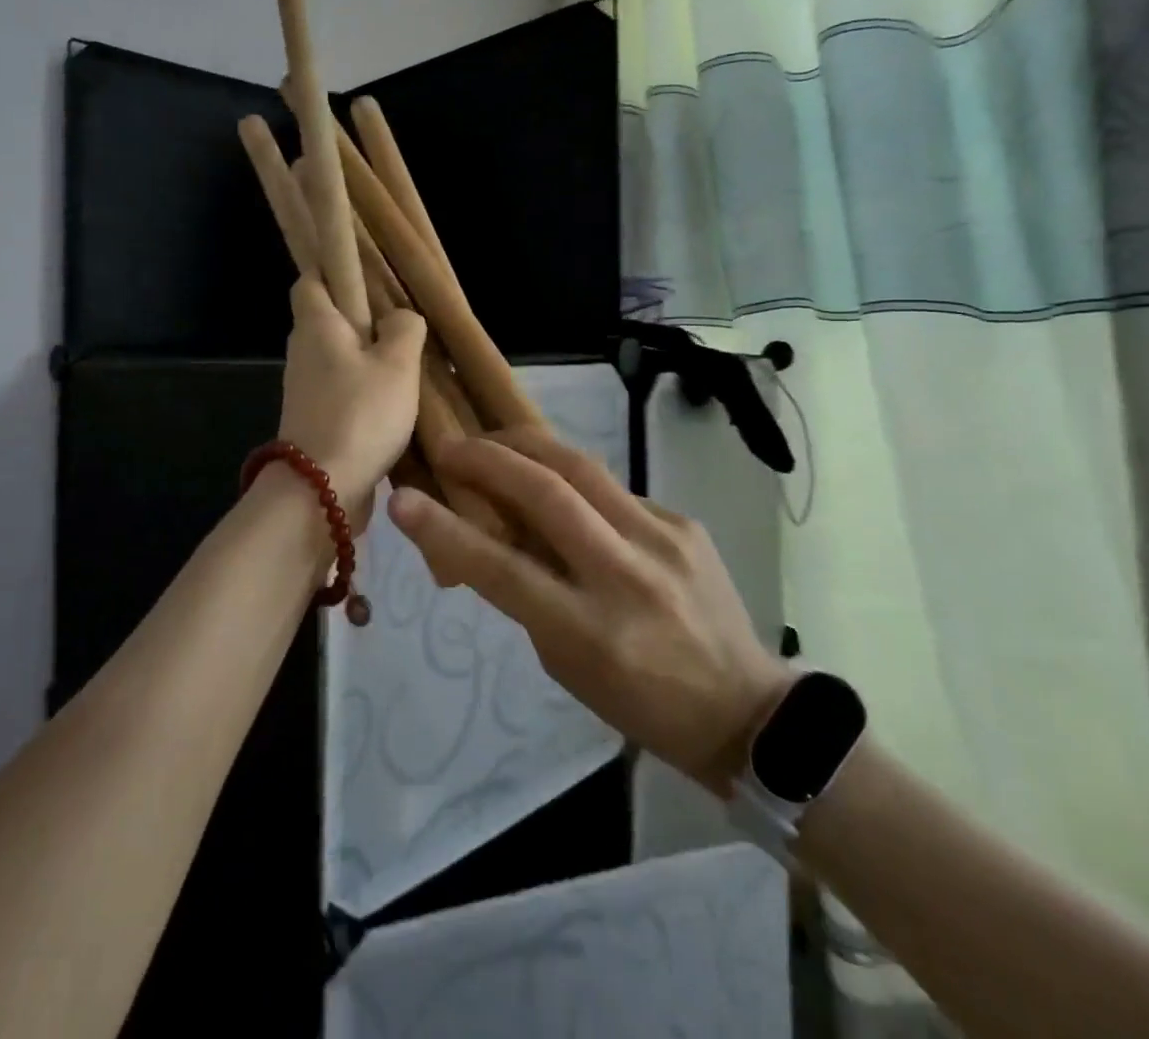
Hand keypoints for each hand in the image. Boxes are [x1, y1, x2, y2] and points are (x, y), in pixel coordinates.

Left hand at [276, 275, 426, 525]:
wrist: (321, 489)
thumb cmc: (360, 414)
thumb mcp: (396, 364)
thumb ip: (404, 329)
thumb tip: (400, 318)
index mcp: (316, 326)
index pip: (309, 281)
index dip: (332, 271)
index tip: (366, 276)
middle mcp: (303, 352)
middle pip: (328, 320)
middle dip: (361, 320)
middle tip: (402, 326)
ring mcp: (306, 390)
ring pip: (338, 359)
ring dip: (367, 360)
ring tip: (408, 367)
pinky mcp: (315, 421)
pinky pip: (342, 392)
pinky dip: (364, 392)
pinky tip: (396, 405)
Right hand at [387, 424, 790, 793]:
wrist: (746, 709)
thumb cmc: (640, 702)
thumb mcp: (567, 664)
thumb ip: (528, 595)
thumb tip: (491, 534)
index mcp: (591, 632)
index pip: (504, 569)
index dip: (446, 530)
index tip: (403, 498)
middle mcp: (627, 576)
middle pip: (547, 494)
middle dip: (488, 459)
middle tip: (451, 445)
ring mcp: (663, 541)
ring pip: (582, 468)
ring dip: (526, 447)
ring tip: (492, 440)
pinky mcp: (684, 522)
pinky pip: (613, 487)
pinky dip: (572, 478)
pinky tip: (558, 483)